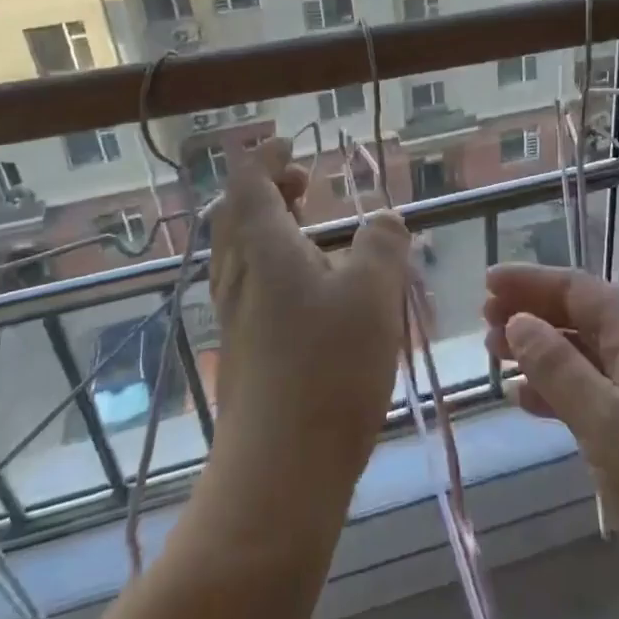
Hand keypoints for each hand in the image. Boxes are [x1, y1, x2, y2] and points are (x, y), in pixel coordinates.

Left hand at [207, 139, 411, 492]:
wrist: (279, 473)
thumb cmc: (328, 368)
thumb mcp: (373, 292)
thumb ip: (382, 244)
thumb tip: (383, 219)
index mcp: (262, 246)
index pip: (249, 180)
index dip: (268, 157)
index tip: (291, 144)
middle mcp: (238, 274)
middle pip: (236, 213)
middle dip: (267, 188)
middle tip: (305, 182)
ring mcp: (235, 316)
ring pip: (241, 251)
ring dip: (270, 225)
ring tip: (312, 228)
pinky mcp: (243, 351)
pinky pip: (252, 285)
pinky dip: (275, 264)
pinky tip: (312, 289)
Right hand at [484, 264, 618, 618]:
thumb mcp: (608, 424)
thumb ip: (559, 368)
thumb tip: (518, 320)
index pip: (579, 290)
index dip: (531, 281)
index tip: (485, 282)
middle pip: (581, 317)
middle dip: (532, 313)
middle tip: (483, 324)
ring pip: (584, 357)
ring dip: (540, 352)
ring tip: (495, 358)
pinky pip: (592, 396)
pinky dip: (557, 392)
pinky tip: (527, 402)